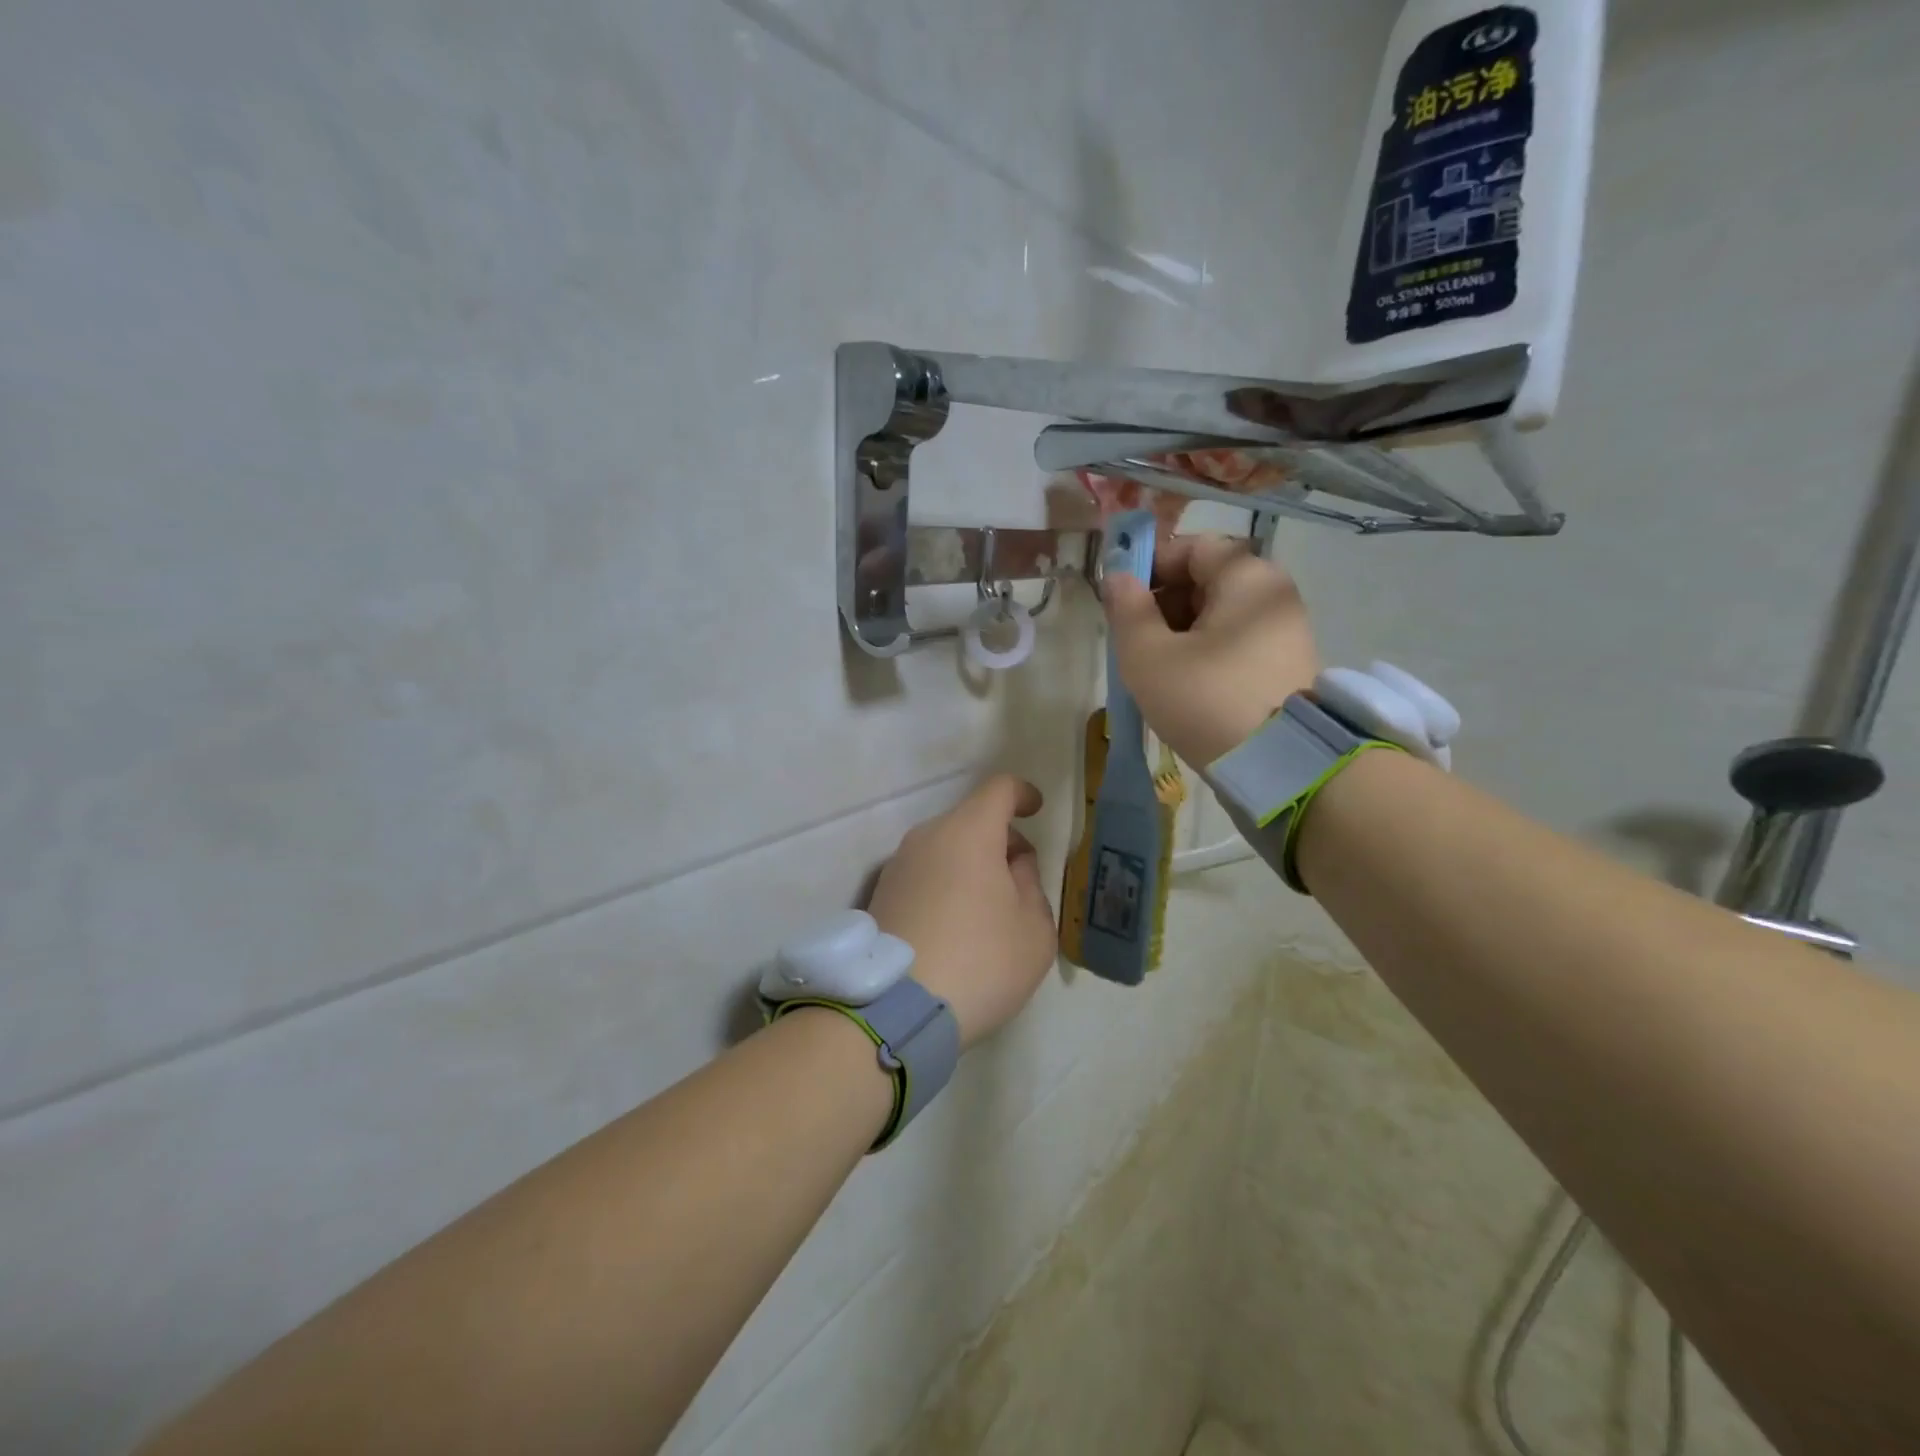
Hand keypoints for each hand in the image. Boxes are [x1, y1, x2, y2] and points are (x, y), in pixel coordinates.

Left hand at [867, 775, 1056, 1049]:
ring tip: (988, 913)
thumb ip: (1031, 884)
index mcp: (969, 832)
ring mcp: (898, 865)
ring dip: (971, 865)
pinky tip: (955, 929)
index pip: (999, 789)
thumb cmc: (980, 961)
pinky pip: (924, 874)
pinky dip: (945, 885)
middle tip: (1021, 882)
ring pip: (945, 848)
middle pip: (971, 820)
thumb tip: (1013, 864)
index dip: (1022, 794)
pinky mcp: (880, 894)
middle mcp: (927, 837)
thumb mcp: (1034, 929)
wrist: (894, 1010)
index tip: (1035, 809)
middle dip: (1000, 840)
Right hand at [1103, 534, 1320, 767]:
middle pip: (1208, 579)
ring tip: (1153, 666)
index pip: (1193, 547)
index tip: (1120, 597)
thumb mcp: (1148, 655)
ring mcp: (1285, 631)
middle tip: (1132, 638)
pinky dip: (1204, 650)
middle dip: (1162, 602)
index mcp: (1247, 577)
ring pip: (1219, 614)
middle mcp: (1273, 594)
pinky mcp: (1285, 665)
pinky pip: (1235, 641)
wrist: (1278, 768)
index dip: (1150, 564)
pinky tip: (1182, 682)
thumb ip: (1127, 609)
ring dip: (1180, 630)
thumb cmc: (1205, 699)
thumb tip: (1117, 576)